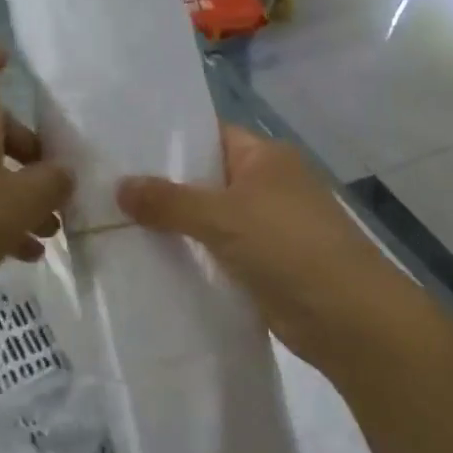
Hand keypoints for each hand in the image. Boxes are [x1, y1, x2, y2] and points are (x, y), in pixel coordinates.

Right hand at [116, 126, 419, 369]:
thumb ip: (169, 201)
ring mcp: (266, 228)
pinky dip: (191, 257)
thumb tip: (119, 186)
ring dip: (174, 227)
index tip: (120, 148)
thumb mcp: (223, 216)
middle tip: (105, 190)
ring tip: (114, 225)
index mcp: (265, 157)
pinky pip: (217, 253)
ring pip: (209, 220)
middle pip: (205, 179)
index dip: (167, 140)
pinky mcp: (263, 266)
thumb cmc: (288, 247)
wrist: (347, 317)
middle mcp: (267, 186)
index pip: (209, 135)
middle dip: (162, 187)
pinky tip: (150, 263)